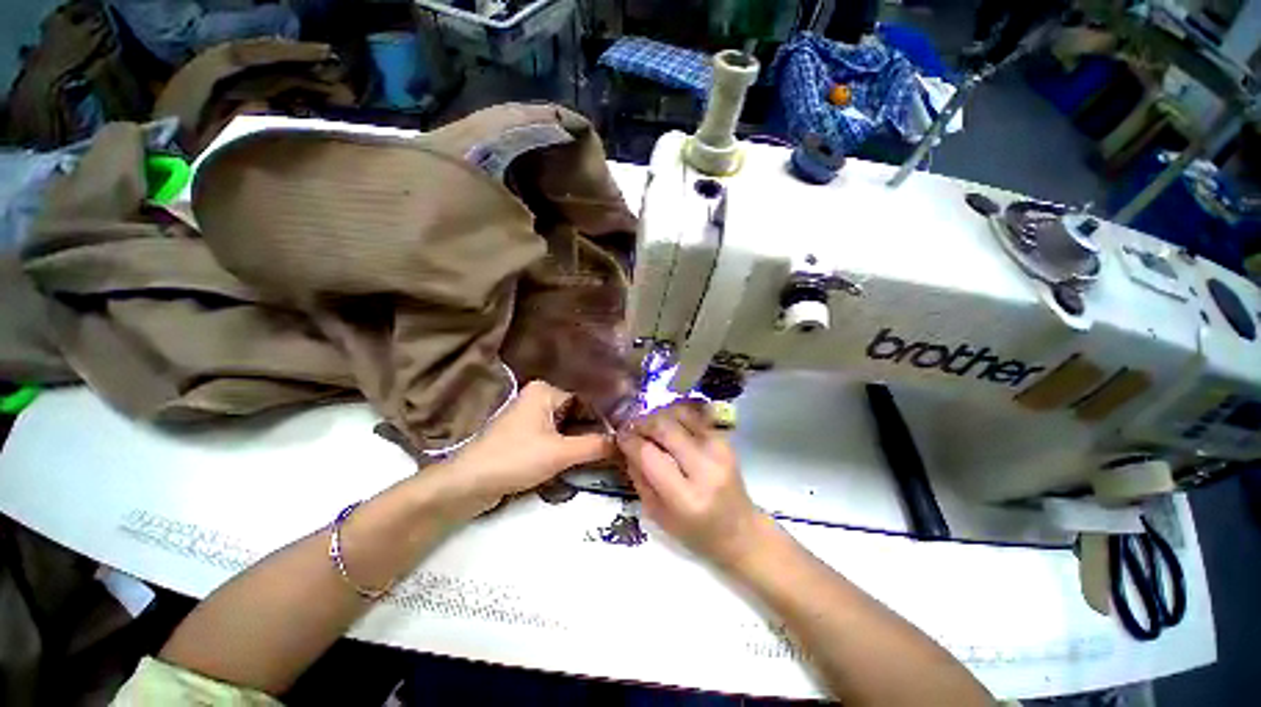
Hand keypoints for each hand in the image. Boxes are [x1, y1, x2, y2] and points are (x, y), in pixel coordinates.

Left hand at [440, 380, 612, 515]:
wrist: (468, 485)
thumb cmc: (515, 459)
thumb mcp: (561, 453)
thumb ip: (595, 446)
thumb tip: (625, 442)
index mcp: (546, 391)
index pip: (587, 400)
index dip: (606, 418)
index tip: (626, 433)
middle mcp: (539, 398)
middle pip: (578, 413)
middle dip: (596, 430)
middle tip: (622, 445)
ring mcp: (532, 417)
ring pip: (568, 426)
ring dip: (584, 440)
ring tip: (611, 452)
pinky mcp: (527, 435)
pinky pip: (557, 436)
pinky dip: (570, 446)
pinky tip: (588, 457)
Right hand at [617, 402, 766, 566]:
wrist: (740, 531)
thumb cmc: (695, 532)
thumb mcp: (657, 515)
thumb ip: (639, 478)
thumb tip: (626, 445)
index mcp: (686, 498)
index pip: (649, 455)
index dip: (629, 440)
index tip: (619, 436)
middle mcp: (705, 468)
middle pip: (665, 427)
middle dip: (642, 423)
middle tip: (632, 427)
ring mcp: (719, 449)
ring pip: (680, 414)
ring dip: (659, 415)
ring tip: (650, 426)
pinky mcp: (726, 440)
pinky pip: (695, 415)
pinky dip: (677, 414)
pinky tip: (669, 424)